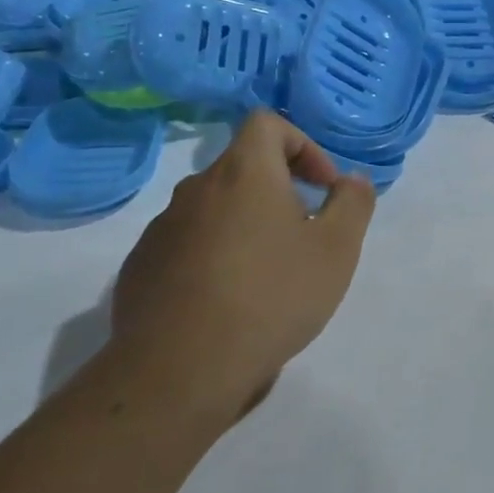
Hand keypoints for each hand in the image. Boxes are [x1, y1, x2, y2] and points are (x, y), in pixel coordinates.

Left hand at [109, 110, 375, 426]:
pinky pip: (186, 245)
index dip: (302, 145)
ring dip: (244, 226)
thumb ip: (353, 203)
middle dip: (278, 192)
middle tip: (303, 237)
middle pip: (242, 168)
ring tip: (266, 276)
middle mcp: (196, 189)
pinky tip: (227, 302)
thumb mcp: (337, 250)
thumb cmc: (272, 296)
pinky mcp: (140, 267)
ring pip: (214, 209)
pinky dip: (211, 256)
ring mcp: (161, 229)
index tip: (321, 189)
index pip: (267, 124)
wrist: (182, 368)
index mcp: (243, 173)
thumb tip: (351, 180)